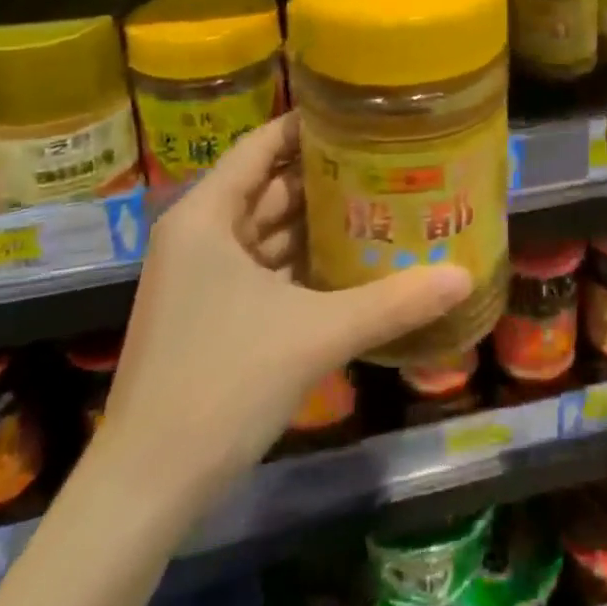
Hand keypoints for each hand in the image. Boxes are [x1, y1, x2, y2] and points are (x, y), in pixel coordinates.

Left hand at [100, 114, 470, 490]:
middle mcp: (199, 235)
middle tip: (387, 160)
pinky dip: (302, 262)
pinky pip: (263, 269)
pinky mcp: (210, 315)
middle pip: (270, 186)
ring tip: (380, 202)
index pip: (262, 145)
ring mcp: (201, 278)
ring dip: (317, 221)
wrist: (144, 491)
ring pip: (268, 231)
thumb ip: (392, 302)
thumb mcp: (315, 334)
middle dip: (326, 175)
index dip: (309, 125)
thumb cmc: (221, 385)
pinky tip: (350, 262)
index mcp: (206, 216)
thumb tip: (463, 275)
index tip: (361, 114)